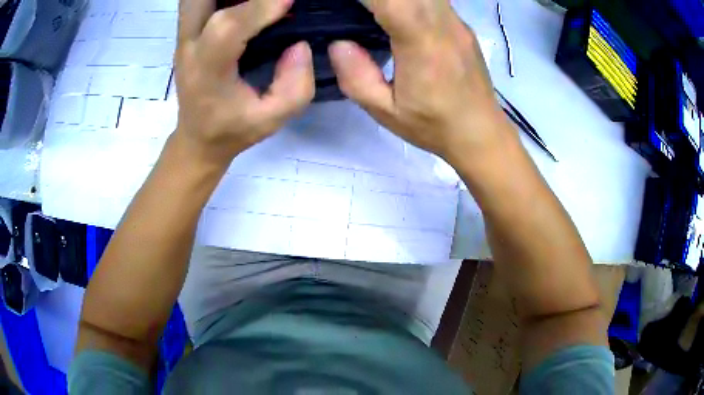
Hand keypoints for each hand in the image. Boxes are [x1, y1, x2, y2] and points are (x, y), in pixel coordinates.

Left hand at [175, 0, 314, 166]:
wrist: (197, 139)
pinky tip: (240, 3)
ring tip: (252, 1)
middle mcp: (189, 51)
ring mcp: (183, 40)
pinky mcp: (185, 35)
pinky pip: (196, 3)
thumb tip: (299, 45)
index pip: (226, 29)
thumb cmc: (232, 131)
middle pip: (199, 2)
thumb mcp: (271, 121)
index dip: (259, 7)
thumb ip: (294, 88)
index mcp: (207, 74)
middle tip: (269, 0)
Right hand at [328, 0, 513, 163]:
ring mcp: (456, 22)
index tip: (347, 4)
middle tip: (359, 9)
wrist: (481, 132)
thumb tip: (339, 43)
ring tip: (374, 10)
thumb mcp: (386, 112)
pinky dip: (411, 0)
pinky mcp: (461, 25)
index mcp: (423, 44)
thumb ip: (356, 77)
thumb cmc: (434, 126)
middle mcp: (443, 24)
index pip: (391, 0)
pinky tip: (398, 12)